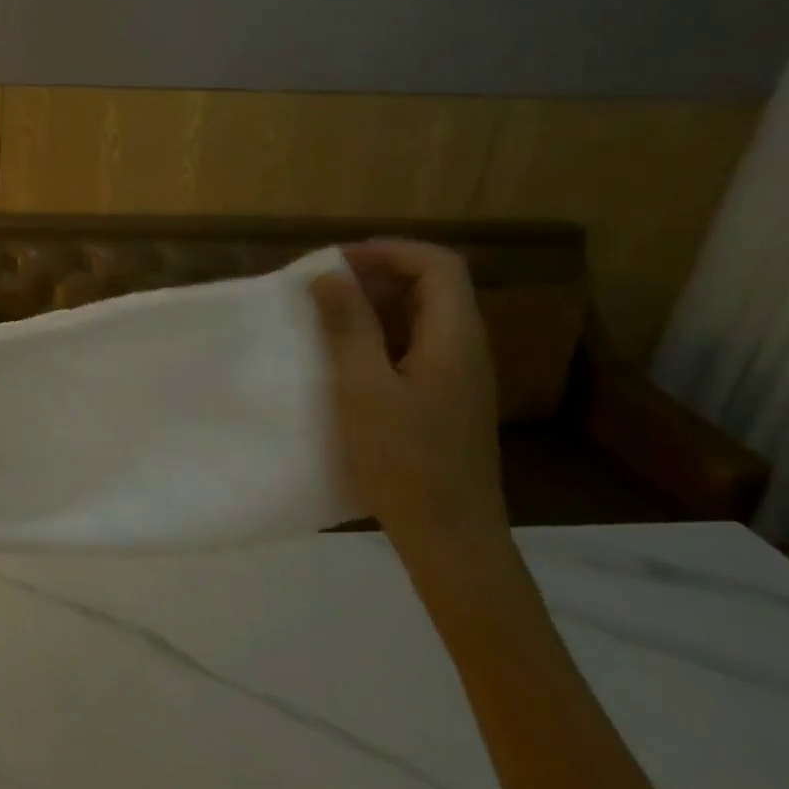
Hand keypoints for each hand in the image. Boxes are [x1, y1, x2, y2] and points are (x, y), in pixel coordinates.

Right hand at [309, 240, 507, 569]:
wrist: (451, 537)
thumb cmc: (405, 460)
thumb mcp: (364, 388)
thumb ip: (349, 326)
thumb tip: (329, 275)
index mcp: (455, 338)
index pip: (438, 265)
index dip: (388, 251)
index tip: (336, 263)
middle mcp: (466, 348)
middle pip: (432, 286)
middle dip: (377, 274)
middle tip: (322, 286)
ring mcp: (458, 376)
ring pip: (422, 317)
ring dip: (376, 306)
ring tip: (325, 316)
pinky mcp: (445, 400)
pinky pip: (416, 346)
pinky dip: (380, 336)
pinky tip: (345, 358)